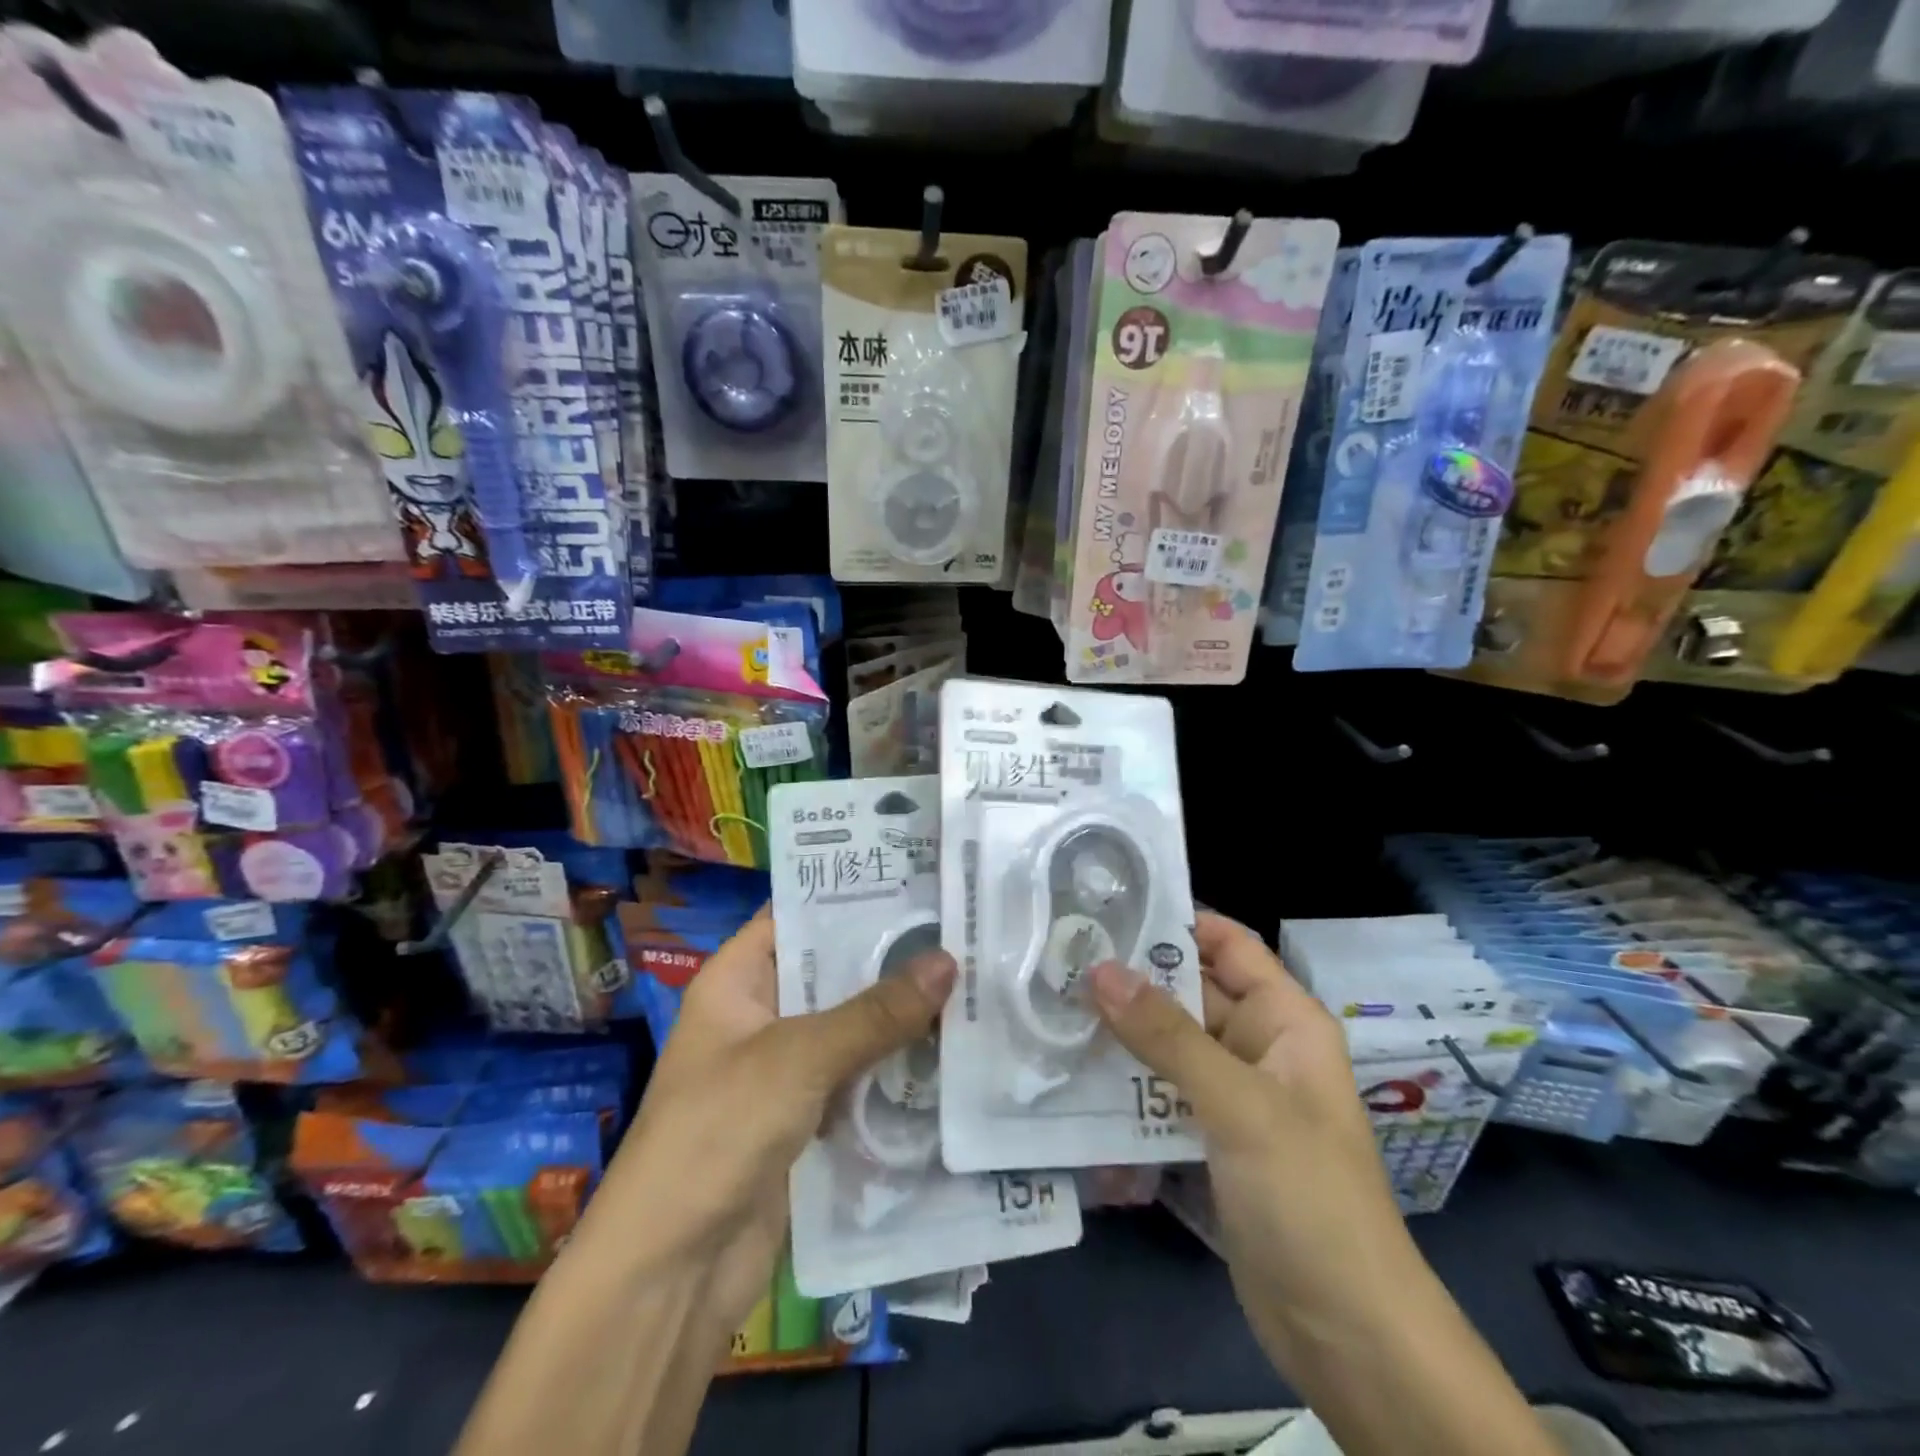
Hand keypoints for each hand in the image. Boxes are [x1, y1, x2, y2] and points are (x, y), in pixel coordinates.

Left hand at [579, 906, 956, 1340]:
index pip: (797, 914)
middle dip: (889, 956)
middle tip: (960, 925)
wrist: (671, 1274)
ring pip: (850, 1025)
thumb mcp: (799, 1057)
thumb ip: (875, 1011)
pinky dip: (894, 1066)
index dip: (850, 893)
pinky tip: (950, 1047)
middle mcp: (759, 1014)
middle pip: (831, 971)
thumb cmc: (718, 1133)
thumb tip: (949, 959)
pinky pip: (856, 1076)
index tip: (915, 875)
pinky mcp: (805, 1117)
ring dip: (899, 1013)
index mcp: (736, 980)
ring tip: (970, 975)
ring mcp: (782, 1069)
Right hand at [1088, 913, 1418, 1368]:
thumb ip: (1167, 1036)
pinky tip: (1068, 1084)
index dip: (1173, 919)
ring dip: (1117, 1038)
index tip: (1104, 908)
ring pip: (1165, 1048)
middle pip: (1186, 995)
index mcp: (1284, 1020)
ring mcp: (1229, 1098)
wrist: (1347, 1337)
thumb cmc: (1308, 1197)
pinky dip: (1121, 1093)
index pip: (1226, 944)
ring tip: (1048, 1013)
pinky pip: (1157, 1098)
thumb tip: (1099, 968)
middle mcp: (1257, 1048)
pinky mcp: (1206, 1143)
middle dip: (1128, 982)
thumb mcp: (1239, 1106)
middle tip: (1056, 961)